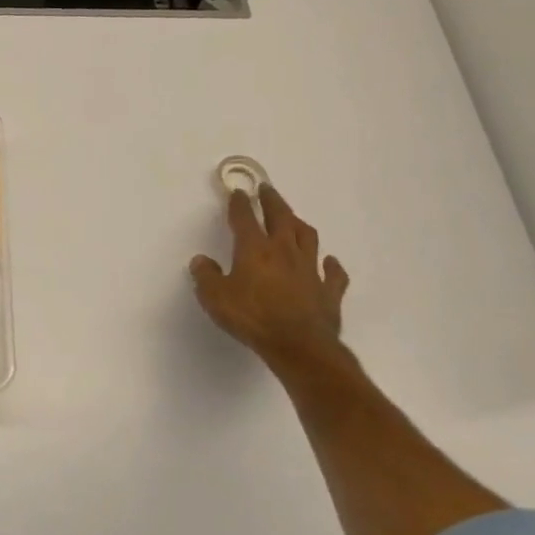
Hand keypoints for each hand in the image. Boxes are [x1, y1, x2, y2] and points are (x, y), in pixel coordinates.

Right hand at [190, 184, 351, 377]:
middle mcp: (284, 251)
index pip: (244, 218)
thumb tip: (201, 261)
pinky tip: (329, 262)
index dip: (239, 203)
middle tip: (267, 189)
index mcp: (254, 249)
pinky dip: (331, 264)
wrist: (298, 346)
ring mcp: (310, 270)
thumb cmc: (252, 317)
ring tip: (293, 218)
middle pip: (281, 218)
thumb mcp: (214, 297)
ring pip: (308, 237)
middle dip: (272, 201)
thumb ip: (205, 276)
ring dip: (299, 224)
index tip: (238, 192)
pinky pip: (333, 273)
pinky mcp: (329, 291)